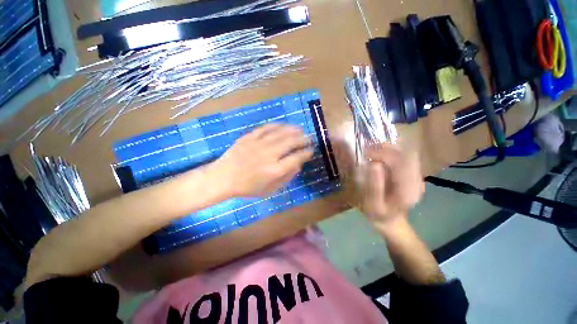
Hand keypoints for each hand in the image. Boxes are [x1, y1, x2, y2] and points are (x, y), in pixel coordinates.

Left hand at [212, 123, 312, 196]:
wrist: (223, 178)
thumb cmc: (248, 187)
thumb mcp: (270, 190)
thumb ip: (286, 177)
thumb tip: (298, 165)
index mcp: (274, 170)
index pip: (296, 158)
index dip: (306, 153)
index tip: (311, 150)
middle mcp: (268, 155)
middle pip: (290, 142)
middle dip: (303, 139)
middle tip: (309, 138)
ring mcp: (258, 144)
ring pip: (280, 133)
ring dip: (292, 130)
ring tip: (300, 129)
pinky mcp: (249, 137)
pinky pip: (265, 128)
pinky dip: (276, 125)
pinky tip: (283, 125)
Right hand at [360, 144, 424, 224]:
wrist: (391, 221)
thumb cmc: (379, 214)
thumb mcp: (372, 204)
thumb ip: (374, 186)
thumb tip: (374, 164)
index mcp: (409, 189)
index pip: (400, 161)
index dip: (383, 153)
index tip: (366, 153)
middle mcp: (417, 180)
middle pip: (405, 154)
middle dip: (385, 148)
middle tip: (367, 151)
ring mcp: (416, 176)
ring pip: (406, 152)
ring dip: (387, 148)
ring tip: (371, 151)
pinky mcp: (412, 174)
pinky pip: (403, 156)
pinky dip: (390, 152)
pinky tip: (378, 155)